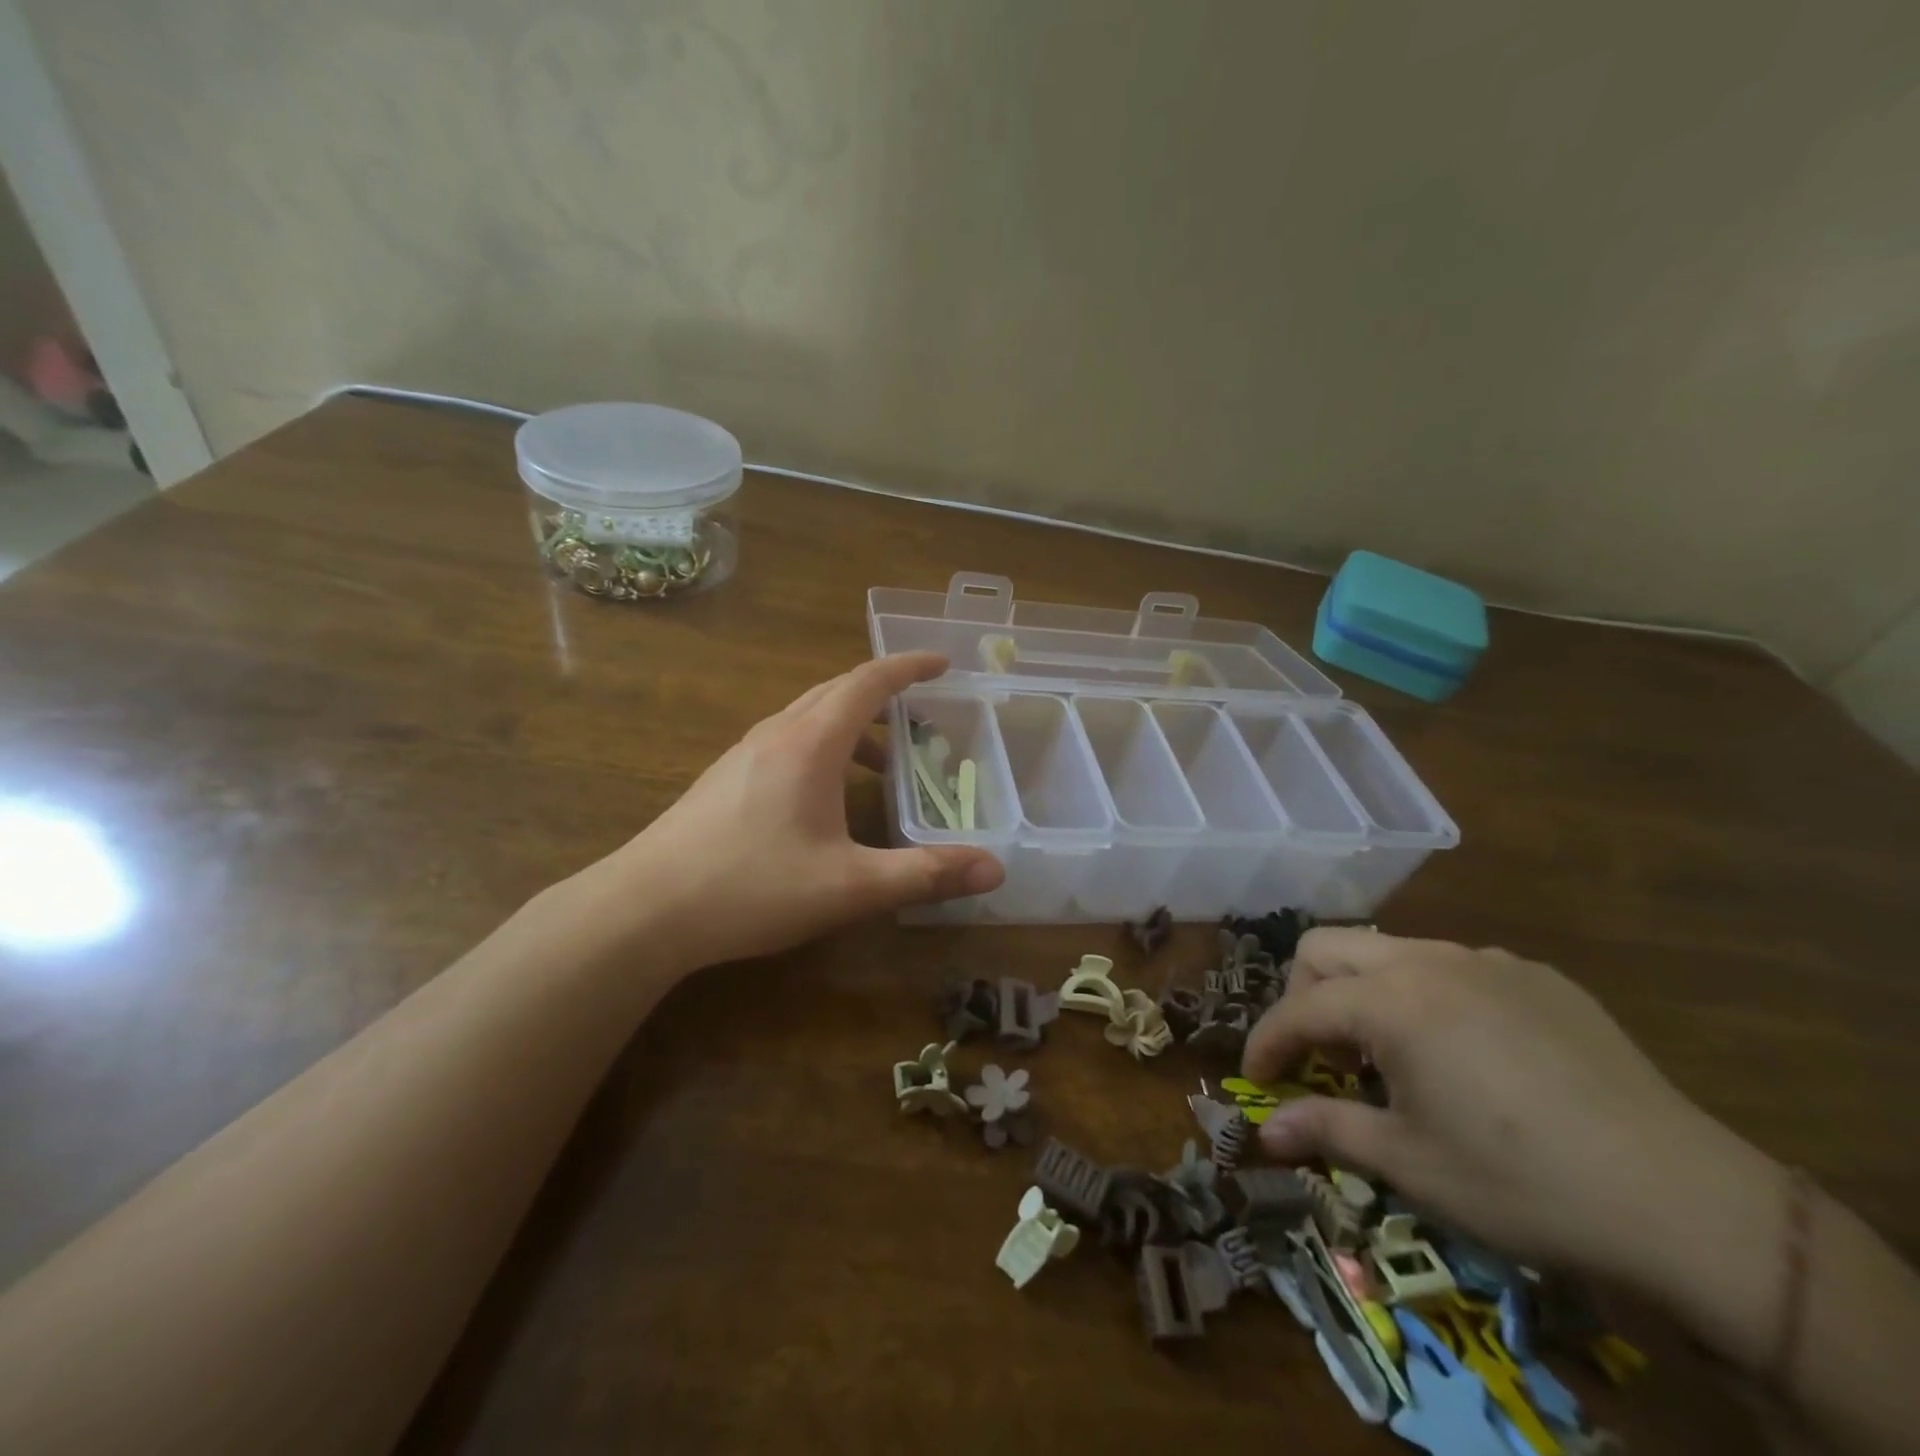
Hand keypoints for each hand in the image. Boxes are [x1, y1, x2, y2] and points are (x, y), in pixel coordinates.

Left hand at [575, 652, 1003, 969]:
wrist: (643, 910)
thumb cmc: (751, 888)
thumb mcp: (849, 887)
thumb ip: (923, 874)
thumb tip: (995, 870)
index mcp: (810, 743)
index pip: (867, 682)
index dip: (908, 667)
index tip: (943, 663)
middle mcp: (776, 734)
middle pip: (837, 691)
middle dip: (884, 693)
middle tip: (923, 712)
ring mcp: (744, 753)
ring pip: (809, 716)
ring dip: (852, 725)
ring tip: (884, 763)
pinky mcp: (725, 777)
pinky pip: (787, 741)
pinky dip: (823, 746)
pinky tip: (827, 795)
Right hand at [1242, 929, 1780, 1291]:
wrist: (1686, 1202)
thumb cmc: (1523, 1183)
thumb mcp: (1411, 1164)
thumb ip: (1327, 1131)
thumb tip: (1264, 1133)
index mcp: (1391, 1001)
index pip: (1298, 1008)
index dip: (1266, 1044)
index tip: (1256, 1081)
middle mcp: (1428, 960)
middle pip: (1327, 949)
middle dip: (1303, 996)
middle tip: (1316, 1055)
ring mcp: (1488, 961)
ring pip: (1389, 951)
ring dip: (1365, 993)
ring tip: (1391, 1056)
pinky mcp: (1538, 976)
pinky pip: (1454, 967)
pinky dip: (1429, 998)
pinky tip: (1467, 1054)